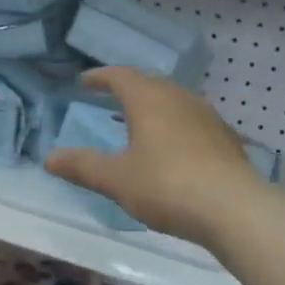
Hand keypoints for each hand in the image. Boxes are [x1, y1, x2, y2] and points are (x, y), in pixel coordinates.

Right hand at [45, 67, 264, 248]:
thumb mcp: (117, 179)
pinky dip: (176, 127)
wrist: (235, 209)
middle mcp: (180, 98)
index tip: (84, 82)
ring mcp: (208, 117)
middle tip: (111, 99)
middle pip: (150, 84)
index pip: (120, 76)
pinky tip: (175, 149)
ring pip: (175, 102)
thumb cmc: (167, 185)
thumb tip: (49, 158)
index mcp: (149, 99)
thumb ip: (83, 166)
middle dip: (129, 89)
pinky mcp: (226, 139)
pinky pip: (193, 122)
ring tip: (141, 123)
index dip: (100, 77)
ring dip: (155, 107)